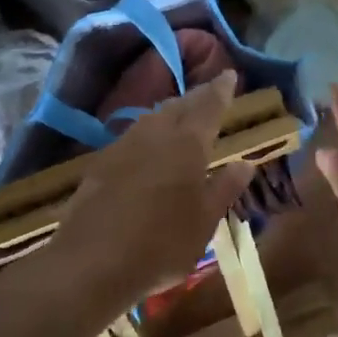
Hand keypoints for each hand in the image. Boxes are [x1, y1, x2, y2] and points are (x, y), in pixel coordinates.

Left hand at [50, 71, 254, 313]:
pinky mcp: (101, 162)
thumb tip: (245, 163)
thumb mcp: (204, 222)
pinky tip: (147, 144)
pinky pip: (132, 134)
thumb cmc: (161, 245)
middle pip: (180, 105)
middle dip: (197, 96)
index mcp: (188, 144)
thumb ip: (225, 188)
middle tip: (210, 91)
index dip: (221, 89)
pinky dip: (148, 131)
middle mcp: (156, 134)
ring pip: (153, 117)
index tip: (229, 73)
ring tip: (181, 113)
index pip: (210, 105)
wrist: (91, 262)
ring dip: (171, 110)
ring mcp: (124, 145)